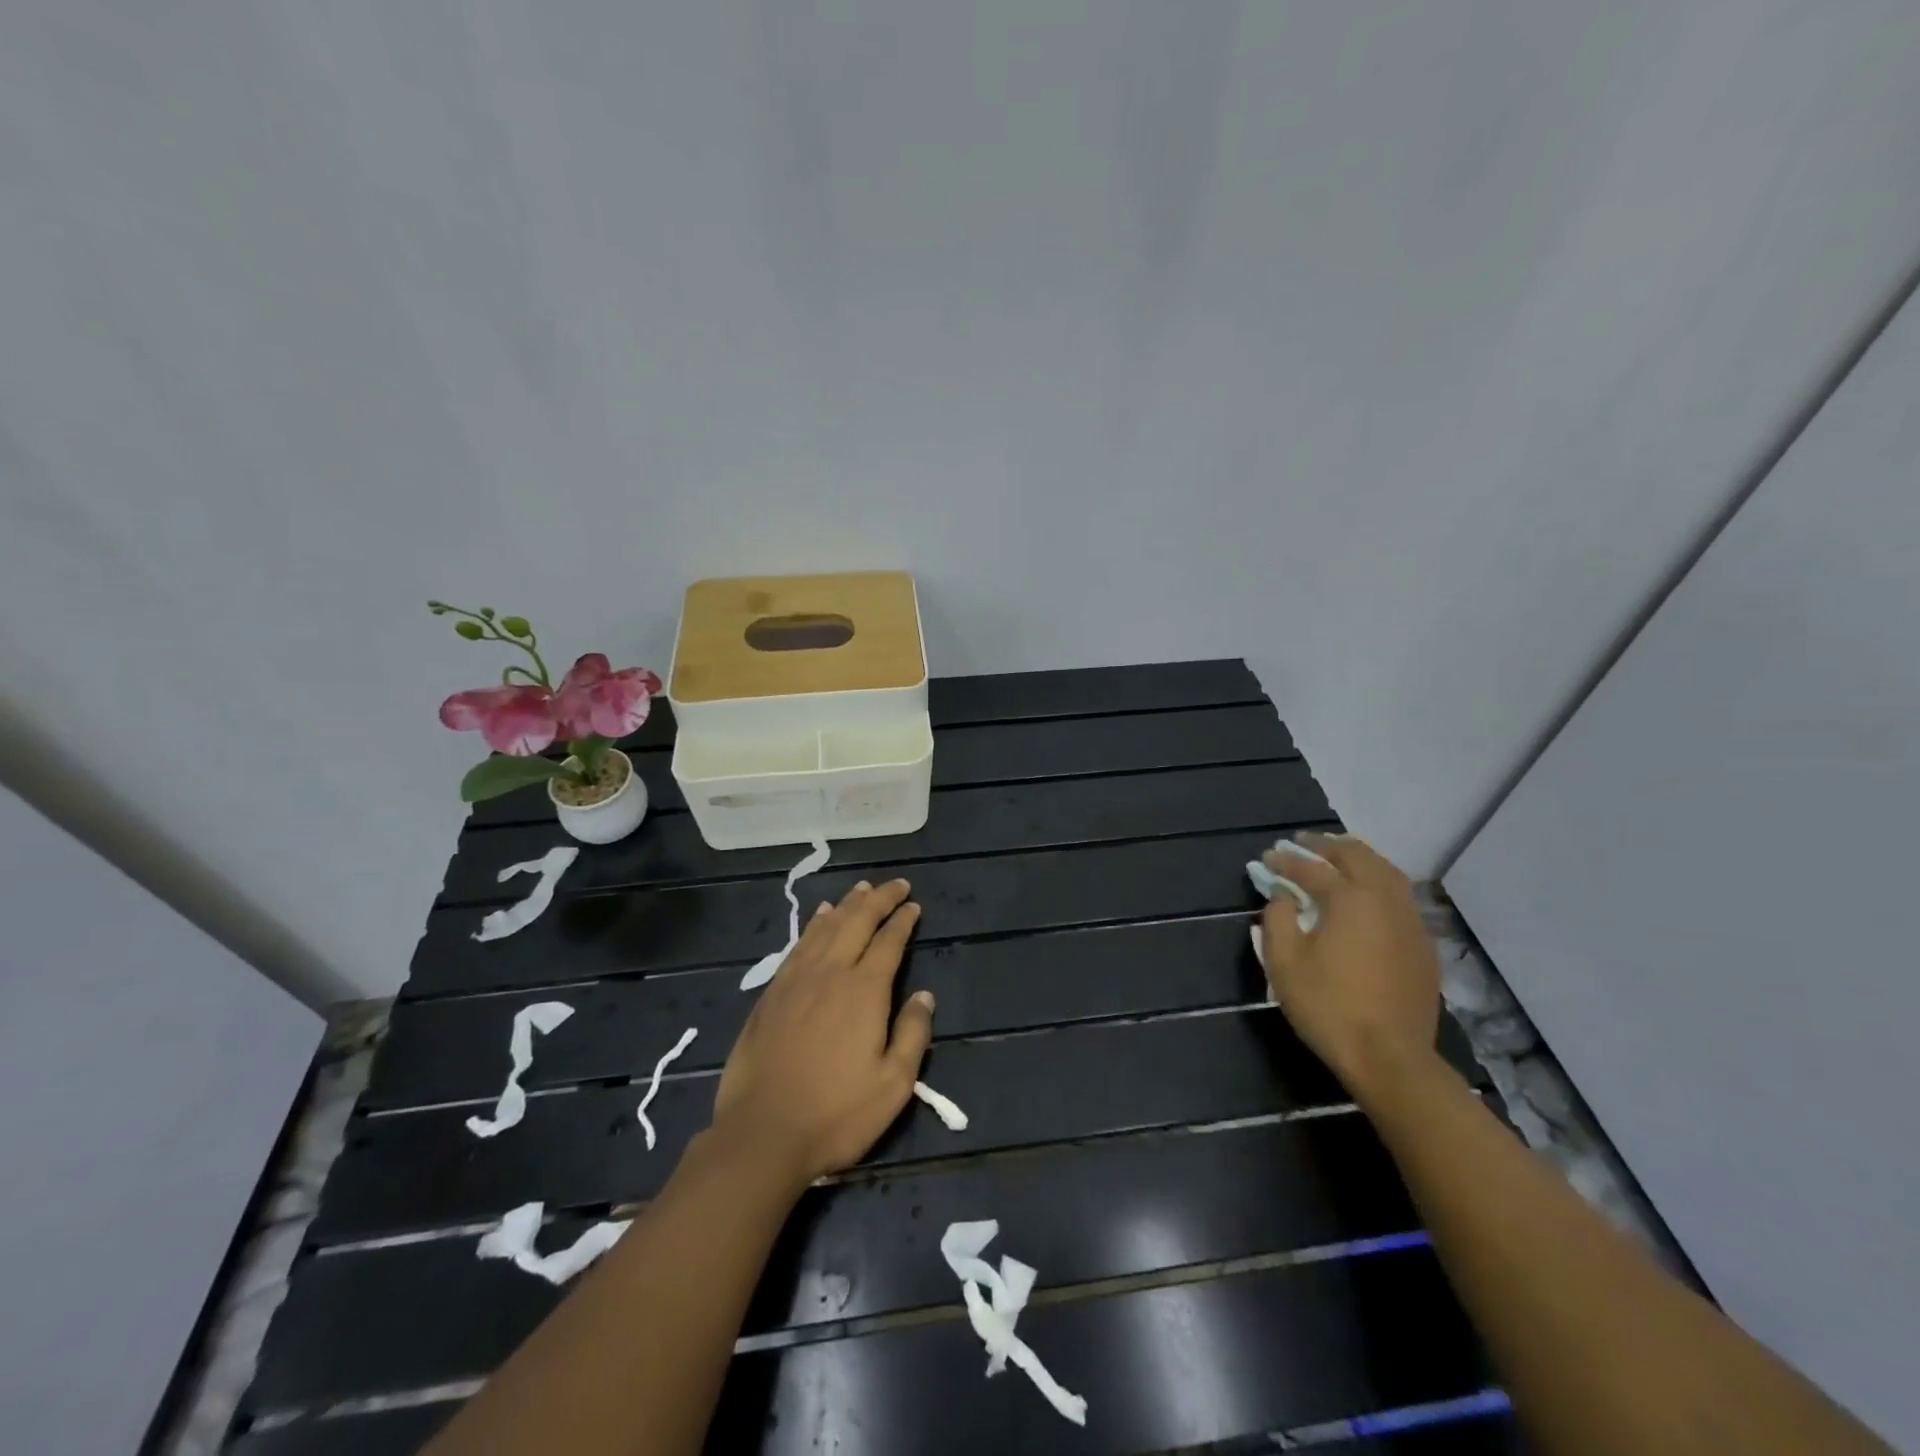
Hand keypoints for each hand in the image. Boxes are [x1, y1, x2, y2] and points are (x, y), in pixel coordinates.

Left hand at [712, 878, 933, 1185]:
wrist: (762, 1134)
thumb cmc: (836, 1114)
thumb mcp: (893, 1084)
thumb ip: (913, 1034)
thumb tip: (924, 995)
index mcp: (864, 991)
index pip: (889, 942)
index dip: (903, 920)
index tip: (913, 906)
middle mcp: (830, 973)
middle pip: (857, 921)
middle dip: (878, 899)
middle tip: (895, 885)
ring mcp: (796, 981)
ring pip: (825, 927)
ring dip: (847, 904)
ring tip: (861, 889)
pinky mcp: (771, 994)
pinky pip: (798, 945)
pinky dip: (813, 924)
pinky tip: (819, 917)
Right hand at [1259, 833, 1440, 1099]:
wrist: (1390, 1058)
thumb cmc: (1329, 1008)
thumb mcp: (1284, 963)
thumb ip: (1277, 919)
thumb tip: (1282, 896)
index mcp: (1350, 899)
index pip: (1311, 868)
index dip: (1285, 860)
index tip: (1267, 857)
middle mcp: (1385, 900)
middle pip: (1357, 857)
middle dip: (1327, 846)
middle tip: (1303, 842)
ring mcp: (1410, 922)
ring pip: (1387, 872)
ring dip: (1358, 858)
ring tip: (1337, 857)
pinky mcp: (1423, 945)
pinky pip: (1400, 897)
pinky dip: (1378, 882)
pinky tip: (1366, 894)